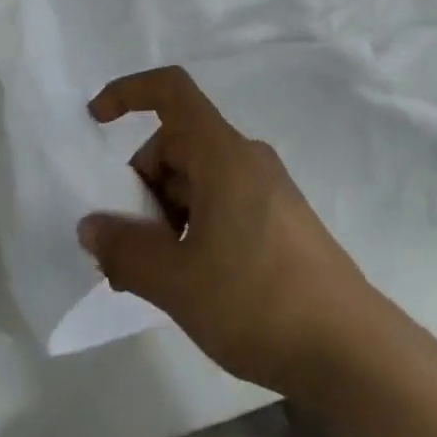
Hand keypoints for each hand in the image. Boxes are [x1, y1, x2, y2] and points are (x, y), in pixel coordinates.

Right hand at [79, 67, 408, 400]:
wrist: (344, 344)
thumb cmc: (256, 300)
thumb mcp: (177, 282)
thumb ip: (126, 250)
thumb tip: (92, 226)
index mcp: (223, 154)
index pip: (172, 91)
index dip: (130, 93)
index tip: (95, 121)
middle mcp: (246, 157)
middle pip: (178, 144)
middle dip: (141, 186)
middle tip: (124, 251)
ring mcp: (266, 186)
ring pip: (197, 177)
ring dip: (164, 213)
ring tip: (152, 277)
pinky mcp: (278, 216)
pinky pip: (220, 200)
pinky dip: (191, 225)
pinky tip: (187, 279)